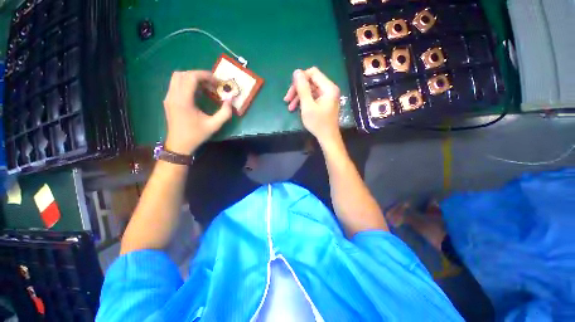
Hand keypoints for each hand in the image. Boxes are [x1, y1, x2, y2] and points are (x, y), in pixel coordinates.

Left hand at [163, 71, 232, 154]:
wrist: (179, 145)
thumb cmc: (196, 135)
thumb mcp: (214, 125)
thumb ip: (225, 113)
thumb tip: (230, 100)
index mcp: (183, 101)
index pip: (191, 77)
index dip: (205, 75)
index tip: (217, 81)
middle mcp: (173, 95)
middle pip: (183, 74)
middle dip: (199, 75)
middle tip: (212, 84)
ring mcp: (168, 97)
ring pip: (177, 77)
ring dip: (192, 78)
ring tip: (205, 86)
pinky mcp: (168, 100)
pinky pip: (175, 84)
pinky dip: (187, 83)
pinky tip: (197, 92)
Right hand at [284, 67, 340, 143]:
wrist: (327, 138)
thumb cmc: (318, 123)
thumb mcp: (307, 106)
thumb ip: (302, 88)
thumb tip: (296, 71)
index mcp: (328, 87)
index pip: (313, 73)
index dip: (300, 78)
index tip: (291, 89)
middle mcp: (329, 89)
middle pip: (310, 82)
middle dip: (297, 90)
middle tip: (286, 99)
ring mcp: (327, 96)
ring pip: (310, 90)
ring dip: (298, 97)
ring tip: (289, 107)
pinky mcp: (324, 103)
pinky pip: (312, 97)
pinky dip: (304, 101)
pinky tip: (296, 108)